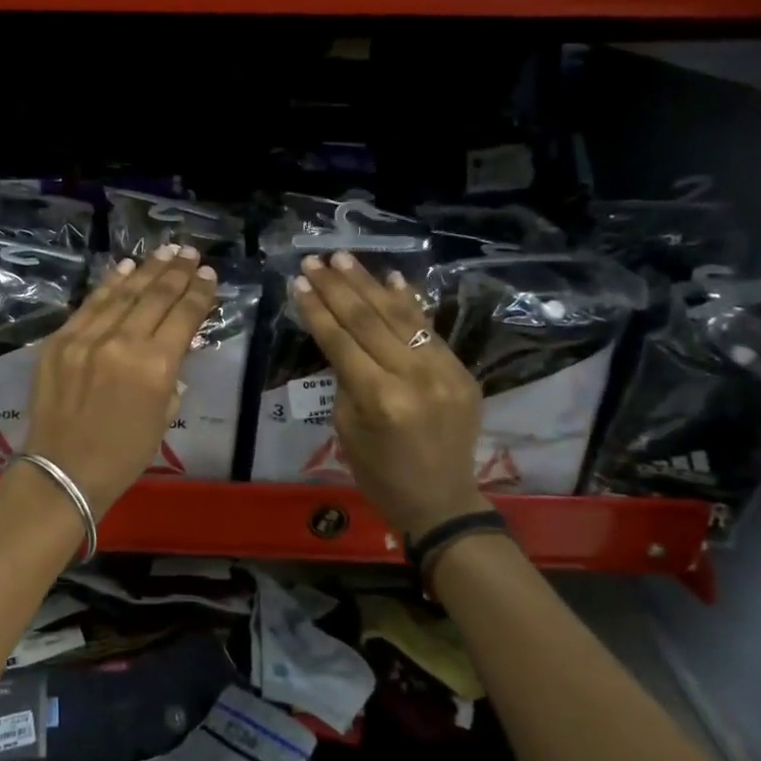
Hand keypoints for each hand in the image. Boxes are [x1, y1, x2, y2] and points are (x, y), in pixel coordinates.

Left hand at [22, 246, 220, 515]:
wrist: (63, 470)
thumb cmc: (123, 454)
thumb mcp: (163, 416)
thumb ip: (171, 375)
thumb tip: (173, 348)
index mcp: (155, 367)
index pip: (183, 316)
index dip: (199, 292)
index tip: (209, 274)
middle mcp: (123, 343)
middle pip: (155, 296)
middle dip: (176, 272)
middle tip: (190, 253)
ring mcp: (87, 338)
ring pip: (123, 292)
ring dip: (147, 269)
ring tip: (165, 251)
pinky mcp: (60, 339)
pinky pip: (90, 304)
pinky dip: (110, 283)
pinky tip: (126, 267)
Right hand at [293, 252, 489, 534]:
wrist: (441, 500)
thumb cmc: (379, 473)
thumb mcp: (346, 427)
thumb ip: (345, 378)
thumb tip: (341, 336)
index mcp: (379, 398)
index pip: (341, 340)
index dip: (316, 309)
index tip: (298, 282)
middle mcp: (414, 377)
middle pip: (369, 320)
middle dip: (337, 287)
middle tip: (315, 261)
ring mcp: (444, 371)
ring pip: (400, 316)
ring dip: (369, 284)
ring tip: (344, 259)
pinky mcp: (462, 371)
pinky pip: (429, 329)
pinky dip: (409, 302)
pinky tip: (391, 278)